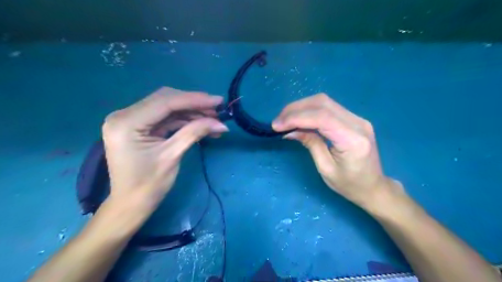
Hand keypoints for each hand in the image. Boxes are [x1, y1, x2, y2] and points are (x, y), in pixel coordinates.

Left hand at [101, 87, 228, 213]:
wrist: (130, 205)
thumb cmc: (148, 186)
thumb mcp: (172, 156)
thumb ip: (194, 133)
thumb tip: (221, 123)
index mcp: (126, 122)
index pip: (165, 102)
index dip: (195, 99)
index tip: (218, 101)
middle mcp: (125, 115)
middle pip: (166, 100)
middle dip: (194, 104)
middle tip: (217, 111)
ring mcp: (131, 120)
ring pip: (168, 108)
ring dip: (191, 113)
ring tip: (214, 121)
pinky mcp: (139, 127)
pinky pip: (165, 118)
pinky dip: (184, 121)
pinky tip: (201, 125)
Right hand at [273, 94, 402, 207]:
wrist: (374, 186)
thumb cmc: (350, 185)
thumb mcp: (326, 169)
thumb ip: (310, 144)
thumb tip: (290, 131)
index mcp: (353, 140)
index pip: (322, 118)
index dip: (297, 117)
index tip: (277, 125)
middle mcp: (358, 123)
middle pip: (323, 103)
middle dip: (296, 108)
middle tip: (278, 120)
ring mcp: (358, 118)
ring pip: (324, 102)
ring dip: (301, 107)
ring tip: (285, 119)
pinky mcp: (353, 119)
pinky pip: (328, 108)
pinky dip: (310, 111)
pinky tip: (299, 118)